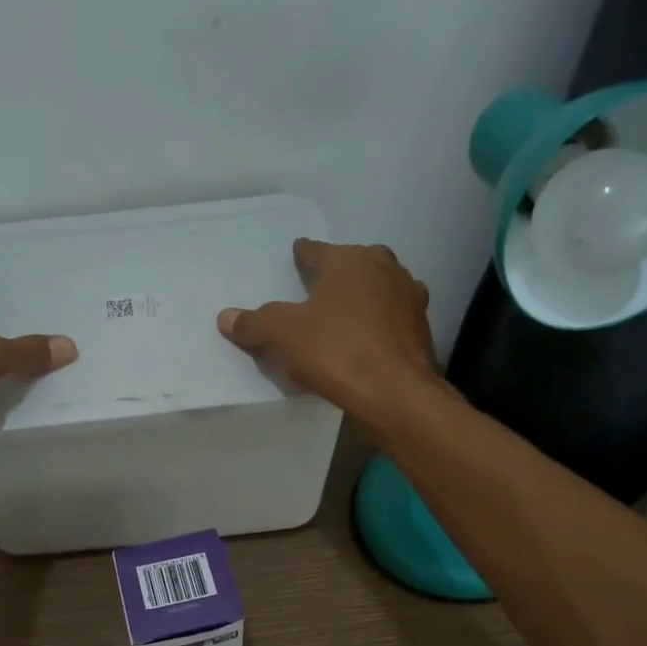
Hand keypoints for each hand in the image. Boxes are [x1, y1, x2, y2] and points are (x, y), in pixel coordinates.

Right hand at [218, 240, 438, 424]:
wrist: (396, 394)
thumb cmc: (337, 351)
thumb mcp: (282, 335)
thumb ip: (254, 322)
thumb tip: (226, 317)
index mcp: (351, 260)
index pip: (318, 251)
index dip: (303, 254)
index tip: (296, 254)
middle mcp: (385, 270)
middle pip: (355, 264)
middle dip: (338, 272)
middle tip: (319, 286)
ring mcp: (409, 300)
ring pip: (379, 290)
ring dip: (363, 297)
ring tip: (343, 313)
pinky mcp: (421, 331)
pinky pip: (390, 320)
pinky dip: (377, 325)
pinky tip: (365, 341)